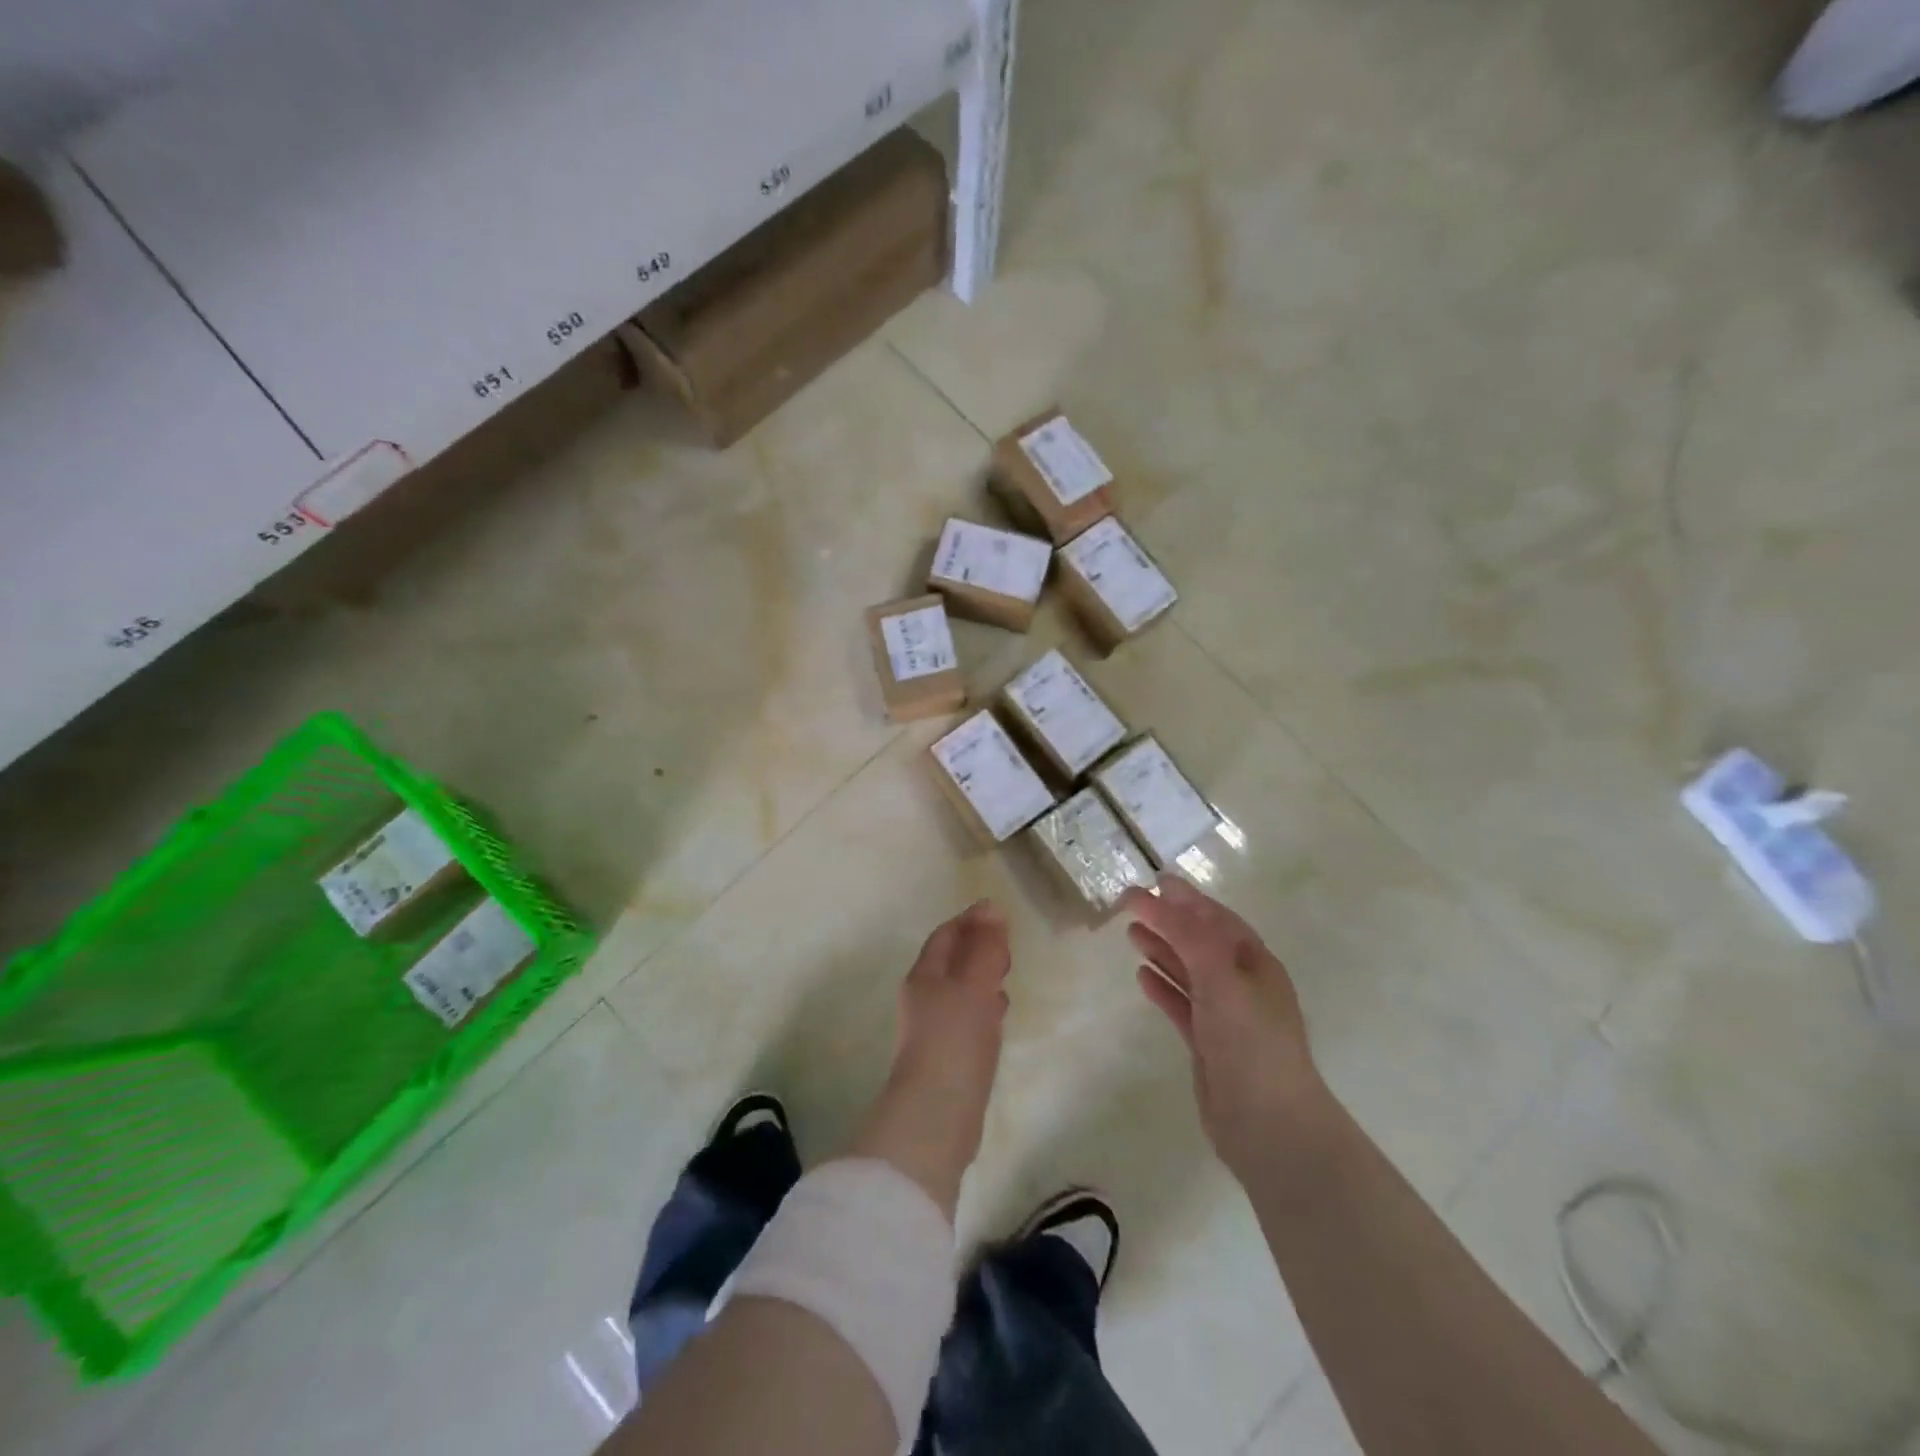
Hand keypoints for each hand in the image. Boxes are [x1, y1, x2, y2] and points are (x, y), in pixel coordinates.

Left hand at [848, 900, 1011, 1215]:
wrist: (936, 1115)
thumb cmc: (954, 1040)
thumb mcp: (974, 986)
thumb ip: (985, 947)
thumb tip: (991, 907)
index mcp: (924, 976)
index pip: (946, 936)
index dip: (970, 921)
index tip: (999, 914)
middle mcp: (924, 998)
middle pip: (951, 962)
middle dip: (977, 948)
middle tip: (1008, 945)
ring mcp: (934, 1030)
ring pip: (960, 990)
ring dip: (982, 977)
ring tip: (1008, 974)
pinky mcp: (948, 1057)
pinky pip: (967, 1019)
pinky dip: (984, 1007)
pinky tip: (1000, 1014)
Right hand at [1125, 879, 1328, 1180]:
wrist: (1269, 1124)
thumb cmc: (1250, 1040)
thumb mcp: (1219, 976)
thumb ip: (1186, 934)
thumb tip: (1155, 896)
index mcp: (1255, 963)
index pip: (1216, 919)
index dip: (1187, 898)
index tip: (1156, 880)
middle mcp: (1242, 985)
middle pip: (1200, 942)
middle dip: (1169, 921)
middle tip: (1131, 903)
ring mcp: (1225, 1016)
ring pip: (1188, 972)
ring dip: (1162, 950)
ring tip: (1130, 933)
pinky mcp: (1207, 1044)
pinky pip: (1181, 1004)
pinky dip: (1162, 988)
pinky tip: (1141, 976)